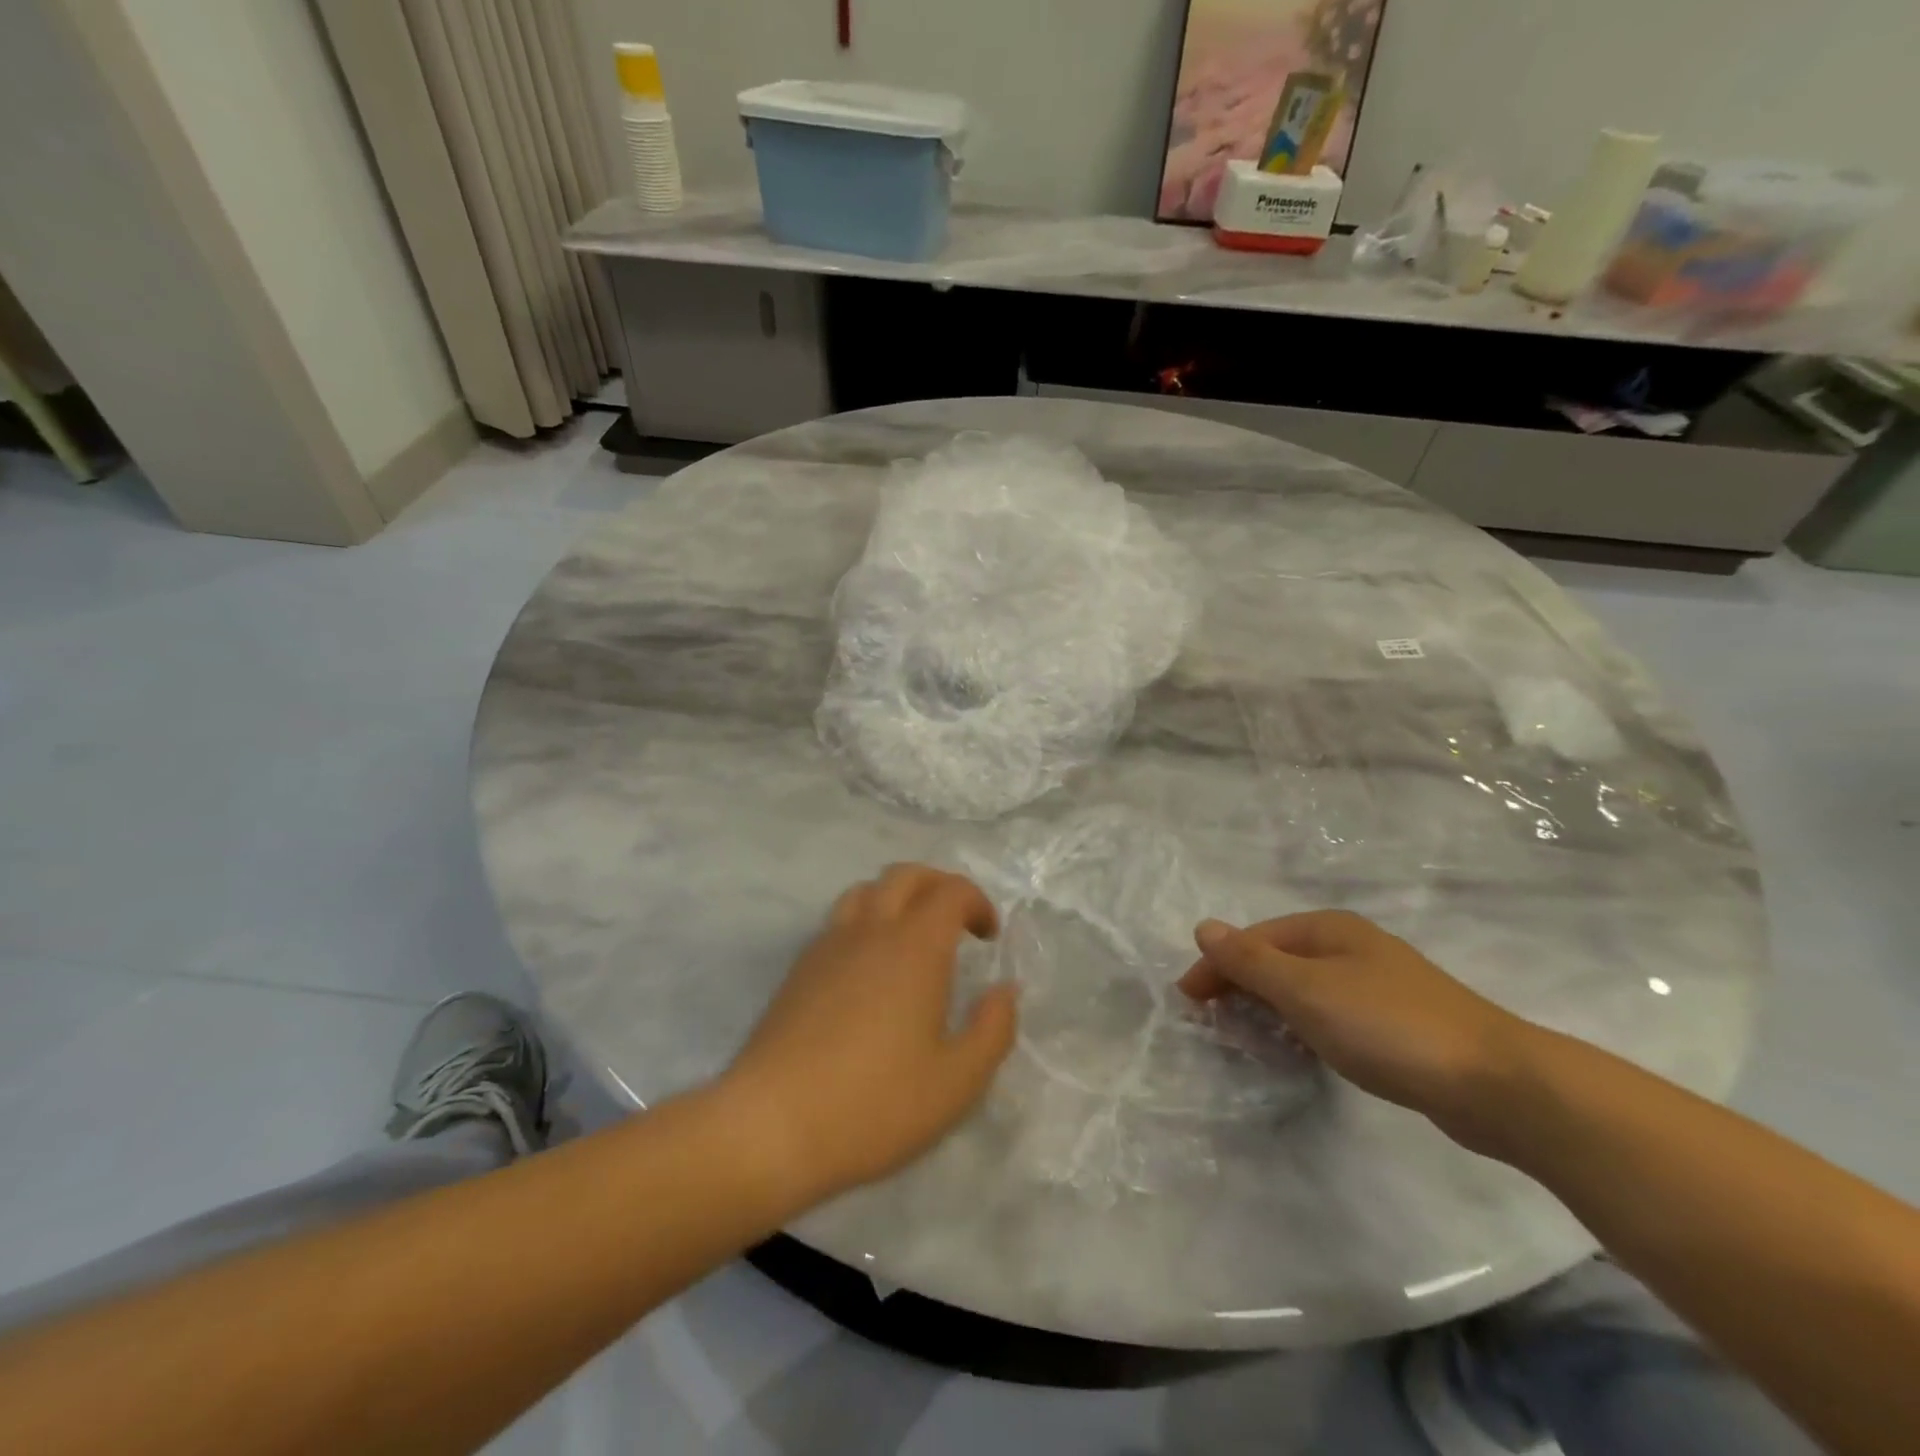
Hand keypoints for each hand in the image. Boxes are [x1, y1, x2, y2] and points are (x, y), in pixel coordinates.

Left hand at [720, 865, 1017, 1203]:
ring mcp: (827, 946)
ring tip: (912, 938)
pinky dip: (866, 922)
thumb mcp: (957, 1082)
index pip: (950, 891)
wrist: (770, 1126)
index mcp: (914, 947)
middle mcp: (870, 930)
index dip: (977, 902)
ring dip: (898, 898)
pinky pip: (839, 921)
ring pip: (866, 891)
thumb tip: (1004, 991)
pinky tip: (869, 970)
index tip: (989, 936)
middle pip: (905, 875)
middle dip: (939, 886)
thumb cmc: (874, 1105)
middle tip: (958, 922)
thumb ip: (993, 1029)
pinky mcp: (798, 969)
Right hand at [1179, 911, 1535, 1153]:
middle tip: (1213, 1022)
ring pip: (1305, 987)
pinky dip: (1304, 1025)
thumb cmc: (1387, 1026)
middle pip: (1278, 959)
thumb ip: (1250, 961)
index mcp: (1328, 928)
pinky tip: (1304, 1048)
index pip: (1254, 939)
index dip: (1216, 966)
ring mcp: (1378, 984)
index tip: (1188, 1002)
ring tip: (1248, 1037)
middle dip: (1241, 985)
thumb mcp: (1305, 990)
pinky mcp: (1398, 1022)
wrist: (1496, 1083)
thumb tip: (1203, 927)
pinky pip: (1331, 1013)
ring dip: (1271, 1007)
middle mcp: (1351, 946)